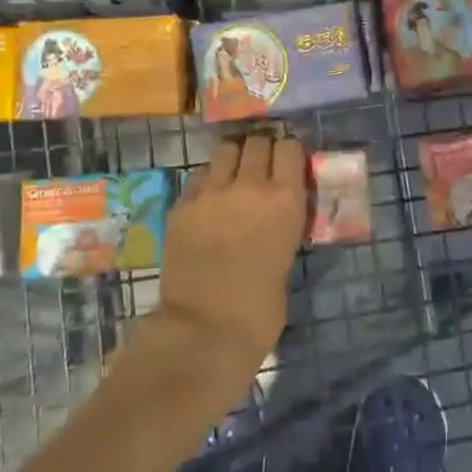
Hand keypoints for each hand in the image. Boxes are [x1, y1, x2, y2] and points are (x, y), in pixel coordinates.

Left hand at [156, 132, 306, 384]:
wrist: (205, 329)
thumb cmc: (260, 309)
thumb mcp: (287, 256)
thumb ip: (283, 223)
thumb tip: (276, 212)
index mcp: (285, 200)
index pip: (290, 147)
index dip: (289, 152)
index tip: (289, 162)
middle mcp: (249, 185)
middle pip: (257, 141)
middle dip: (261, 149)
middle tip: (261, 166)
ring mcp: (211, 192)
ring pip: (224, 150)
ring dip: (233, 158)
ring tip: (233, 175)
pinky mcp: (181, 205)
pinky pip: (198, 177)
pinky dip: (207, 181)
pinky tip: (208, 201)